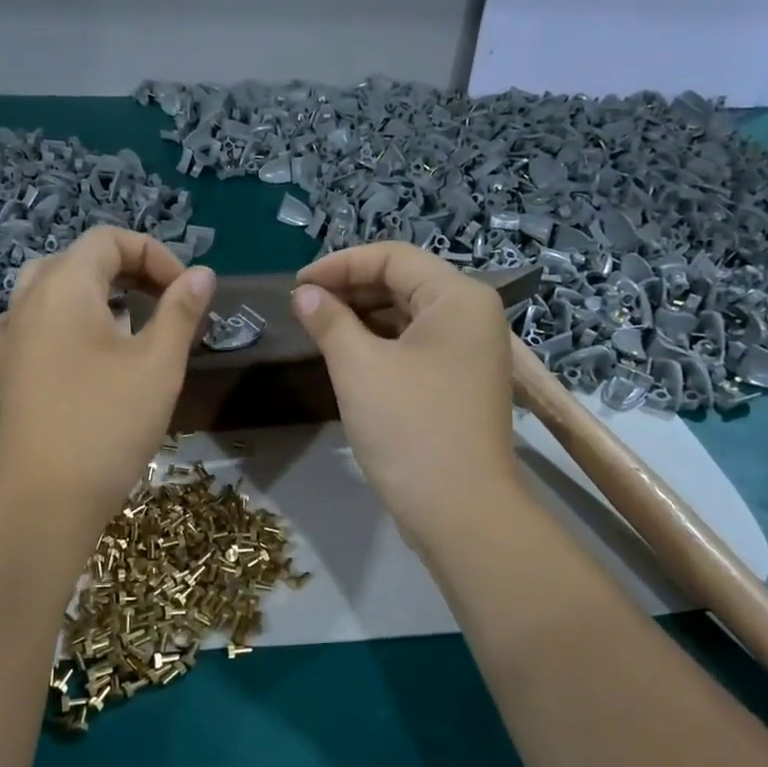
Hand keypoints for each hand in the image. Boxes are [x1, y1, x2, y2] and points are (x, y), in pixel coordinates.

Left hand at [0, 228, 214, 520]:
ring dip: (97, 295)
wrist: (46, 496)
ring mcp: (12, 337)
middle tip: (163, 302)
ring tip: (132, 324)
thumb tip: (202, 274)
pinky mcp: (10, 370)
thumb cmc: (108, 423)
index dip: (154, 254)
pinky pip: (37, 324)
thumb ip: (181, 311)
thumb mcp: (158, 364)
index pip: (108, 240)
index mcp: (63, 287)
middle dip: (127, 271)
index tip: (185, 292)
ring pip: (53, 290)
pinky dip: (68, 322)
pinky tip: (87, 351)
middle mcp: (28, 302)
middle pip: (78, 260)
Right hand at [292, 243, 521, 546]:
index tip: (295, 286)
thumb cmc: (409, 428)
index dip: (339, 264)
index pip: (392, 257)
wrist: (459, 509)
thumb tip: (304, 294)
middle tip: (303, 309)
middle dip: (350, 290)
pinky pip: (415, 346)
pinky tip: (347, 356)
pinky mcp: (460, 382)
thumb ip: (329, 320)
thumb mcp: (359, 367)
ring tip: (318, 331)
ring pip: (408, 316)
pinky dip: (380, 344)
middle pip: (403, 283)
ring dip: (362, 318)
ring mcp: (470, 351)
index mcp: (458, 297)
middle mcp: (472, 315)